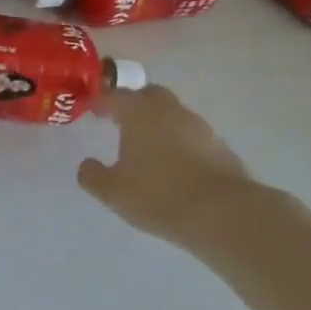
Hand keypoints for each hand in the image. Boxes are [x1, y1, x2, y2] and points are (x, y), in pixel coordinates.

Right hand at [78, 85, 255, 242]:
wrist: (223, 214)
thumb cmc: (158, 194)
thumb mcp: (112, 191)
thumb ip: (92, 175)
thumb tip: (87, 165)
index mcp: (140, 112)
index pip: (115, 95)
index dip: (100, 101)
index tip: (91, 110)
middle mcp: (170, 111)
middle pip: (149, 95)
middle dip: (133, 104)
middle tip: (119, 121)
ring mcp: (200, 127)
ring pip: (173, 116)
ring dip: (158, 124)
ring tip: (145, 148)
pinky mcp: (221, 148)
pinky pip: (191, 137)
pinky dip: (178, 144)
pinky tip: (172, 166)